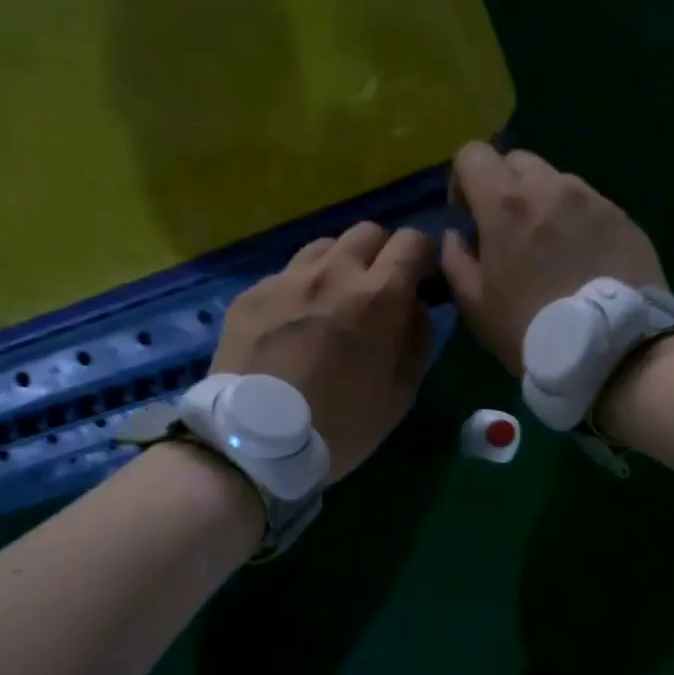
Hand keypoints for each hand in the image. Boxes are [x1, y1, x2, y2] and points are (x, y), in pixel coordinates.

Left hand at [213, 221, 436, 481]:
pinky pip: (286, 274)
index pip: (413, 240)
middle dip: (381, 254)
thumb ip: (417, 339)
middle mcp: (332, 272)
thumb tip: (415, 307)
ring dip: (338, 265)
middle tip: (376, 291)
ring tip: (331, 302)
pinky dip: (299, 288)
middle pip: (368, 231)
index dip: (422, 258)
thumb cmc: (339, 426)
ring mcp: (286, 279)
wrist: (253, 443)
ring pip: (323, 246)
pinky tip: (290, 325)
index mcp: (377, 296)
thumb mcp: (400, 394)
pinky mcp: (251, 293)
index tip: (418, 282)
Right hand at [441, 141, 665, 375]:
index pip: (472, 154)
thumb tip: (458, 235)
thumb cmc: (529, 328)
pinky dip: (574, 220)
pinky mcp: (622, 217)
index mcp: (505, 203)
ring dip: (541, 202)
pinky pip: (587, 204)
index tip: (468, 216)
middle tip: (507, 231)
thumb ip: (455, 259)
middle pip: (515, 160)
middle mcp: (550, 187)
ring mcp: (592, 198)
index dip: (462, 181)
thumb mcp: (474, 304)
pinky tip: (579, 260)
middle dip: (503, 187)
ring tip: (548, 248)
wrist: (612, 349)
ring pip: (554, 181)